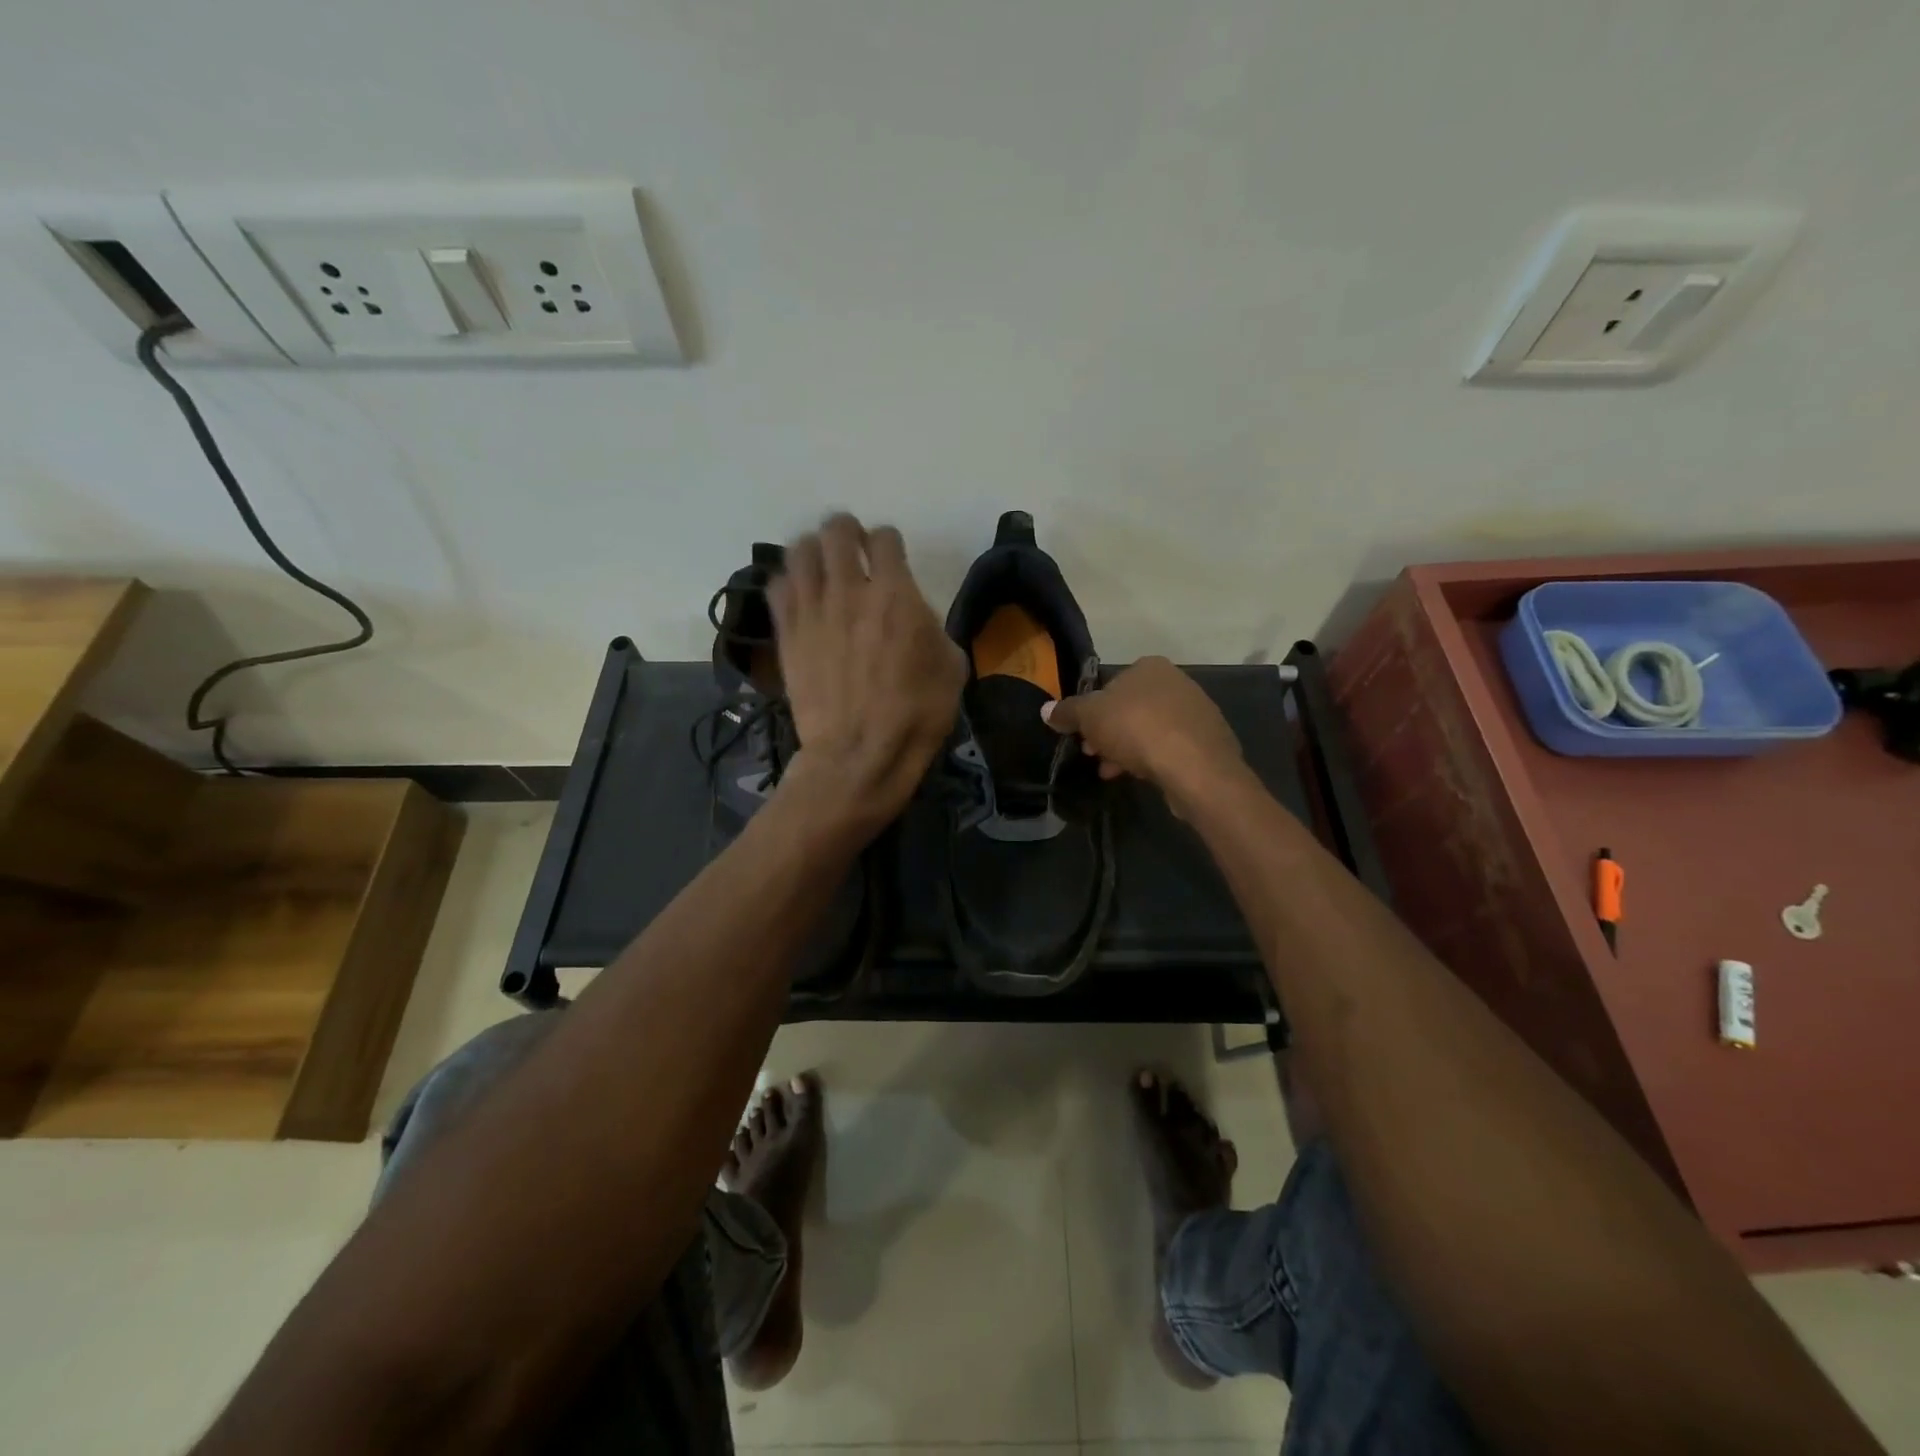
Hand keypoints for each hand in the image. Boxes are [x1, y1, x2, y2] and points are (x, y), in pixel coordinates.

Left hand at [770, 514, 966, 829]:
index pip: (885, 538)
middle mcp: (849, 590)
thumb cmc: (915, 715)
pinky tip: (799, 595)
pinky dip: (788, 581)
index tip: (890, 555)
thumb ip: (933, 628)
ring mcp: (812, 610)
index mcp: (895, 594)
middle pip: (836, 530)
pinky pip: (777, 586)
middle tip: (851, 546)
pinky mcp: (787, 633)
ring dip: (813, 550)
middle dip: (846, 530)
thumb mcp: (951, 668)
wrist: (859, 753)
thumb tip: (915, 617)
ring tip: (821, 565)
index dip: (889, 542)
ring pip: (799, 551)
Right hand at [1042, 656, 1246, 813]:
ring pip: (1150, 730)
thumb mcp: (1089, 717)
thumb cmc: (1137, 729)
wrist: (1195, 766)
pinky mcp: (1208, 741)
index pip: (1111, 684)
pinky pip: (1170, 747)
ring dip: (1127, 749)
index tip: (1082, 735)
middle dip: (1109, 733)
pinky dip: (1153, 759)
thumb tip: (1046, 710)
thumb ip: (1067, 712)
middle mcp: (1177, 681)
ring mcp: (1197, 711)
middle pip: (1130, 709)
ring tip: (1112, 771)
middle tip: (1094, 755)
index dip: (1092, 711)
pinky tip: (1140, 776)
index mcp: (1149, 667)